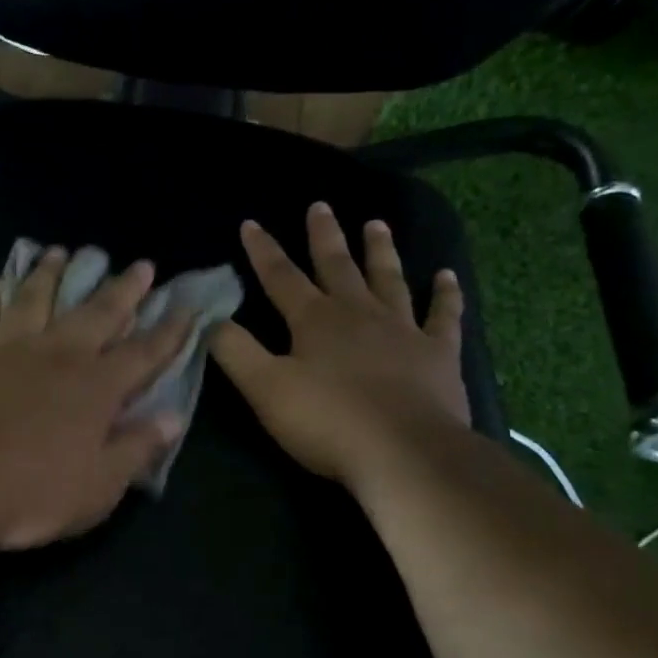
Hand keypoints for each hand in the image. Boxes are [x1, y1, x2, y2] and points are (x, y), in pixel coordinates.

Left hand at [0, 248, 192, 550]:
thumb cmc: (29, 493)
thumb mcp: (98, 488)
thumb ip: (135, 449)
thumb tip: (172, 418)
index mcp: (96, 388)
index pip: (144, 353)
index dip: (169, 331)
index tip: (186, 308)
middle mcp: (59, 355)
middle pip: (98, 312)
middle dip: (123, 288)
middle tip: (140, 265)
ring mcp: (11, 347)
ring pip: (38, 297)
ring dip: (54, 273)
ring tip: (64, 252)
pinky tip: (3, 281)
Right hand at [210, 204, 467, 491]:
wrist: (404, 452)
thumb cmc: (327, 421)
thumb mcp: (265, 389)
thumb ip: (235, 351)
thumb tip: (211, 318)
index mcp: (314, 320)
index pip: (281, 277)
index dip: (263, 251)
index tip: (251, 223)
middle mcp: (358, 313)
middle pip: (337, 266)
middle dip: (324, 236)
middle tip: (320, 205)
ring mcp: (403, 330)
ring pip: (389, 279)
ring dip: (380, 251)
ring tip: (377, 223)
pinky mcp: (438, 353)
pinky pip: (443, 315)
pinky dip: (445, 294)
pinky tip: (446, 276)